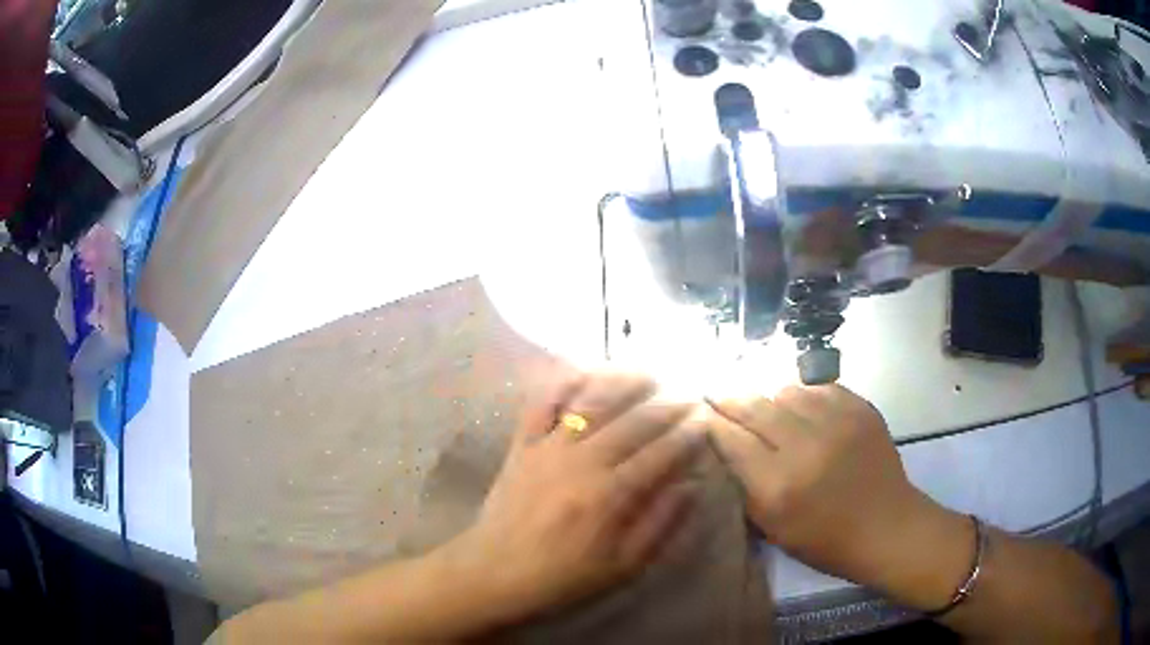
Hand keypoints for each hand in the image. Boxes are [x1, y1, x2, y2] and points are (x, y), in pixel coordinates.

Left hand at [442, 372, 706, 625]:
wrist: (495, 574)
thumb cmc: (563, 578)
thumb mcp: (623, 566)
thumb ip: (661, 524)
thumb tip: (691, 485)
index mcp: (610, 495)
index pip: (661, 454)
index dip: (687, 436)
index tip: (705, 422)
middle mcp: (583, 462)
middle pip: (634, 422)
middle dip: (668, 407)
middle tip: (689, 397)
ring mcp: (548, 448)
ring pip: (593, 403)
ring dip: (624, 384)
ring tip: (649, 377)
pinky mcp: (522, 445)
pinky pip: (543, 404)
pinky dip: (564, 385)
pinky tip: (585, 374)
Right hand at [705, 384, 966, 592]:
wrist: (886, 526)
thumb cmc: (824, 540)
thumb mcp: (773, 527)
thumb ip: (745, 486)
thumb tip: (724, 445)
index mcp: (778, 486)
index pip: (731, 440)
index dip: (711, 422)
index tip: (699, 413)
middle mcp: (804, 447)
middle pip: (754, 407)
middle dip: (730, 399)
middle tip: (717, 394)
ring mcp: (837, 422)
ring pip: (785, 390)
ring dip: (771, 399)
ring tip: (769, 410)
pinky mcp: (860, 408)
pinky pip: (819, 388)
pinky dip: (805, 397)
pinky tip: (805, 411)